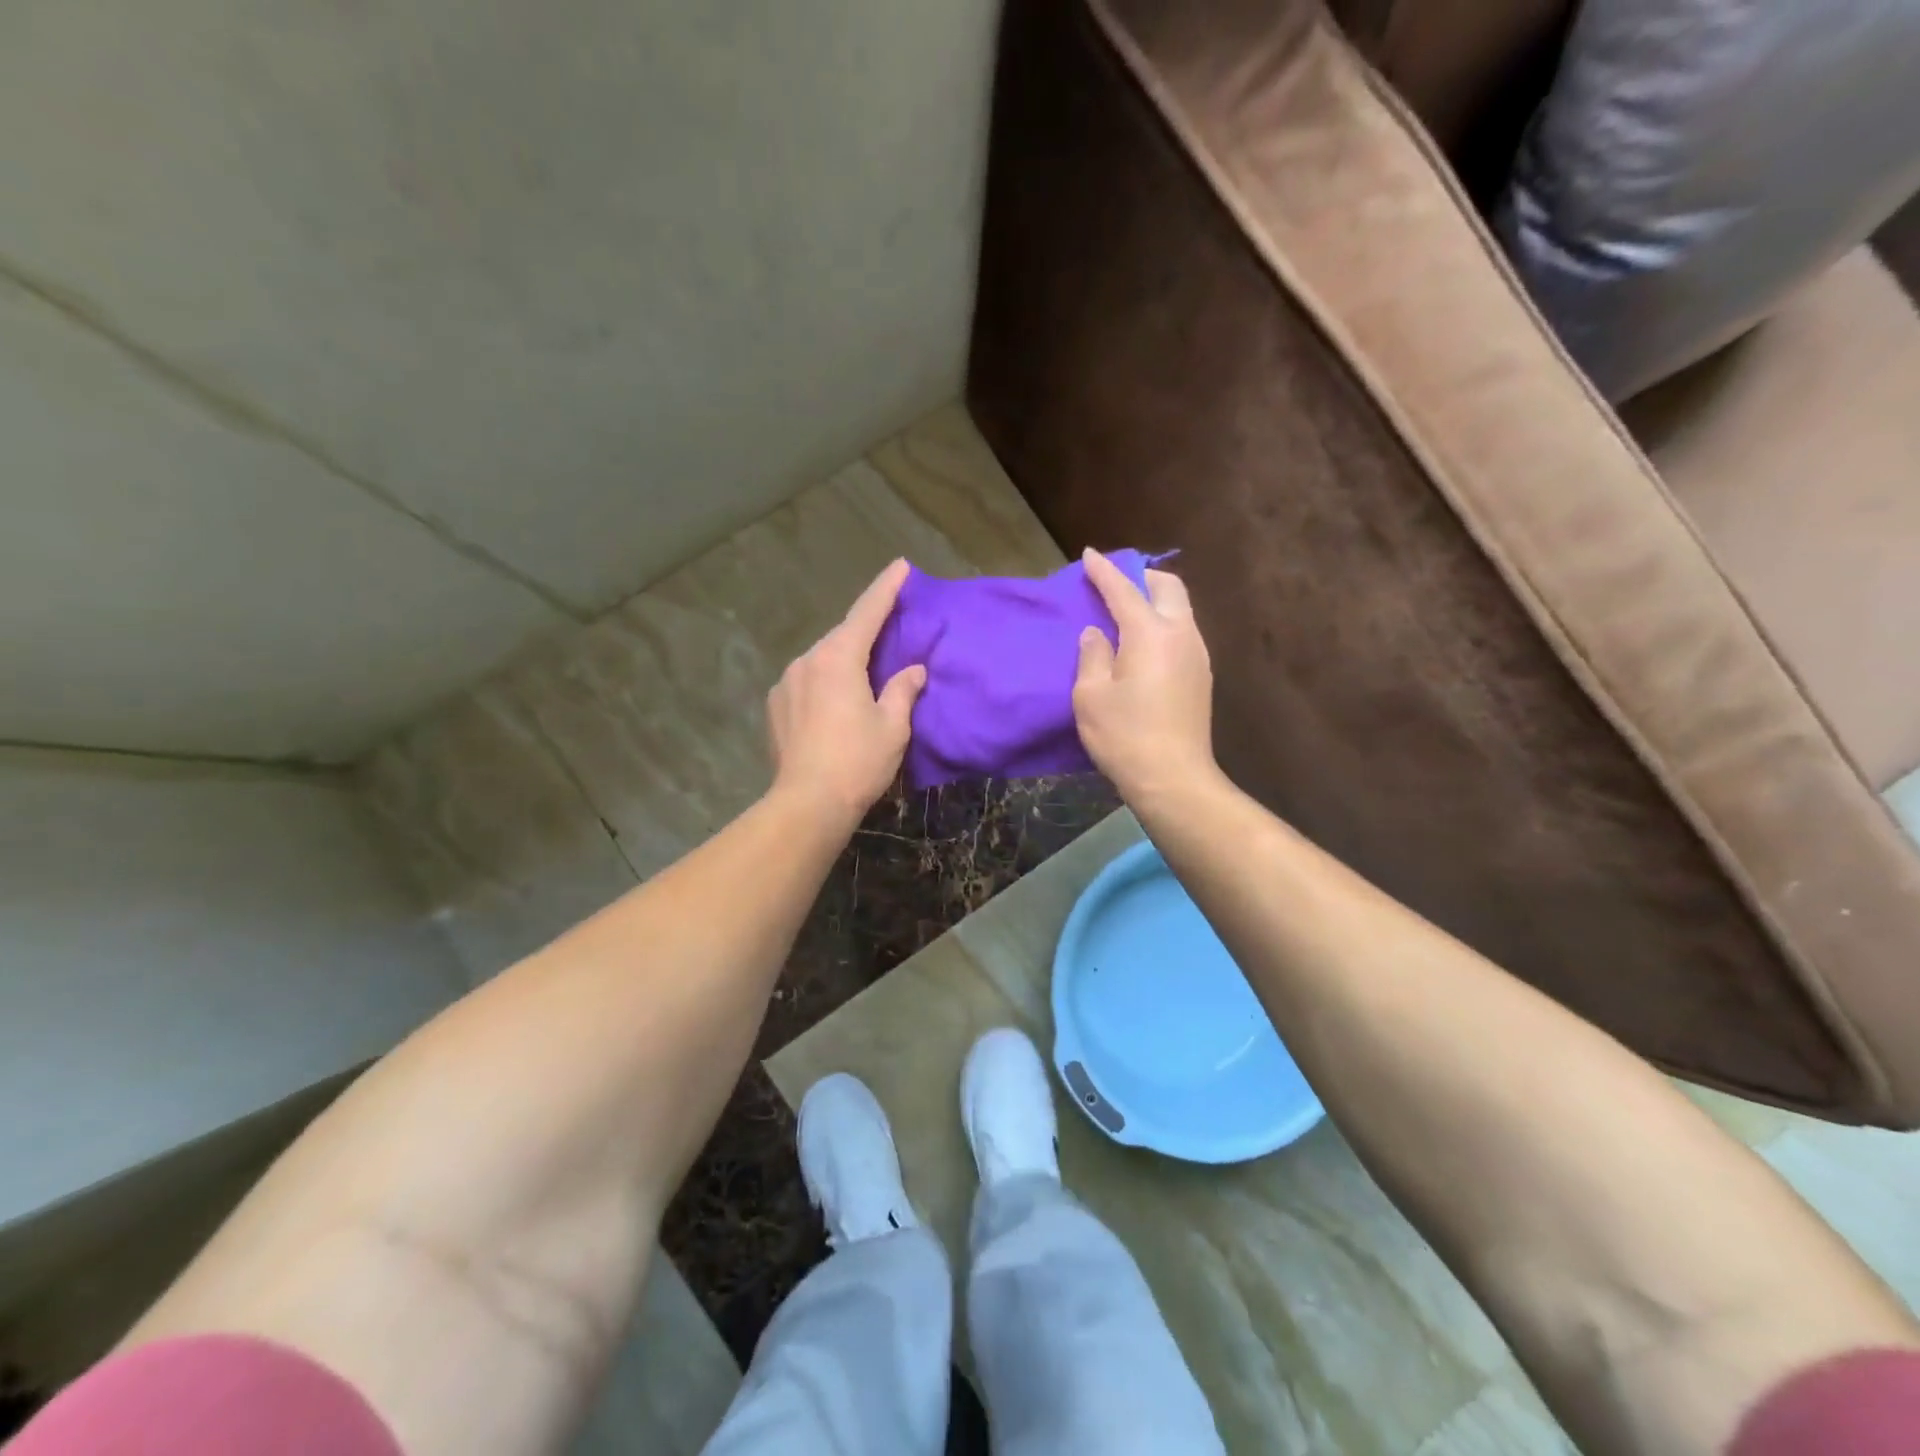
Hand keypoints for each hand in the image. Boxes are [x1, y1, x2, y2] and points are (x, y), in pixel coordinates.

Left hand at [767, 559, 925, 823]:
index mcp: (838, 659)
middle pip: (842, 637)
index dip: (886, 588)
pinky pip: (806, 683)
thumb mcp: (893, 726)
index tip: (901, 566)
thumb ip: (903, 689)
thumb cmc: (858, 762)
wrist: (807, 804)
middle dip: (865, 632)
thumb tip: (913, 670)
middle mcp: (806, 661)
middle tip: (889, 633)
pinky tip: (834, 706)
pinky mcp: (774, 707)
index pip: (867, 612)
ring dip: (843, 662)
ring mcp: (785, 683)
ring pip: (821, 661)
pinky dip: (824, 684)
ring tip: (862, 680)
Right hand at [1073, 548, 1217, 802]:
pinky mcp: (1202, 676)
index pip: (1124, 589)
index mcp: (1150, 634)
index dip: (1103, 571)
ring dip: (1155, 600)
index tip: (1089, 555)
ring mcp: (1198, 655)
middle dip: (1141, 576)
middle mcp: (1181, 634)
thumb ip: (1092, 655)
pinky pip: (1183, 632)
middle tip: (1114, 584)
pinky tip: (1144, 644)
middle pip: (1168, 587)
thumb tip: (1097, 633)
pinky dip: (1163, 623)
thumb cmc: (1124, 736)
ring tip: (1127, 613)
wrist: (1173, 779)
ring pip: (1180, 609)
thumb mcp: (1090, 696)